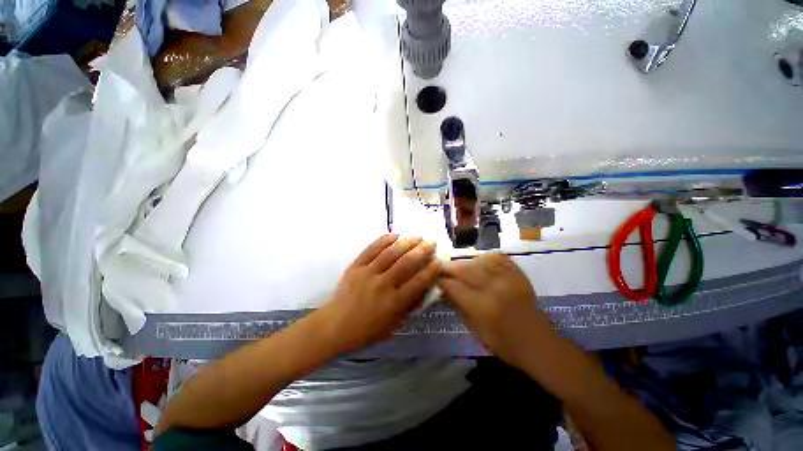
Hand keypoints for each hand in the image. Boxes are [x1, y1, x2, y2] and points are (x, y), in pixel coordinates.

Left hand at [317, 234, 439, 352]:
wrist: (335, 325)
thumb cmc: (367, 330)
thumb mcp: (393, 325)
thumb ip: (410, 306)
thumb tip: (424, 288)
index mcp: (393, 303)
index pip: (417, 283)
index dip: (430, 271)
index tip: (437, 261)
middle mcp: (382, 285)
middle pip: (406, 263)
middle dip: (422, 251)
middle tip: (431, 242)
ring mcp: (367, 273)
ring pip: (390, 253)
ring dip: (406, 243)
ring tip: (417, 236)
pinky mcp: (356, 266)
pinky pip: (371, 249)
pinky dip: (384, 240)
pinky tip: (395, 235)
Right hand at [438, 253, 550, 367]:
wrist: (539, 343)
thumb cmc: (504, 344)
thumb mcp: (475, 330)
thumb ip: (458, 306)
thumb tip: (444, 289)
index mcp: (482, 306)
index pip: (453, 286)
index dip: (441, 281)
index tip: (436, 280)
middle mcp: (493, 288)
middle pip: (464, 269)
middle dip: (449, 269)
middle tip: (443, 271)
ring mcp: (508, 279)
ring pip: (478, 260)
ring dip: (466, 263)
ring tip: (462, 269)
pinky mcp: (518, 275)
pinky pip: (498, 258)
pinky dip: (486, 259)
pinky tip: (481, 263)